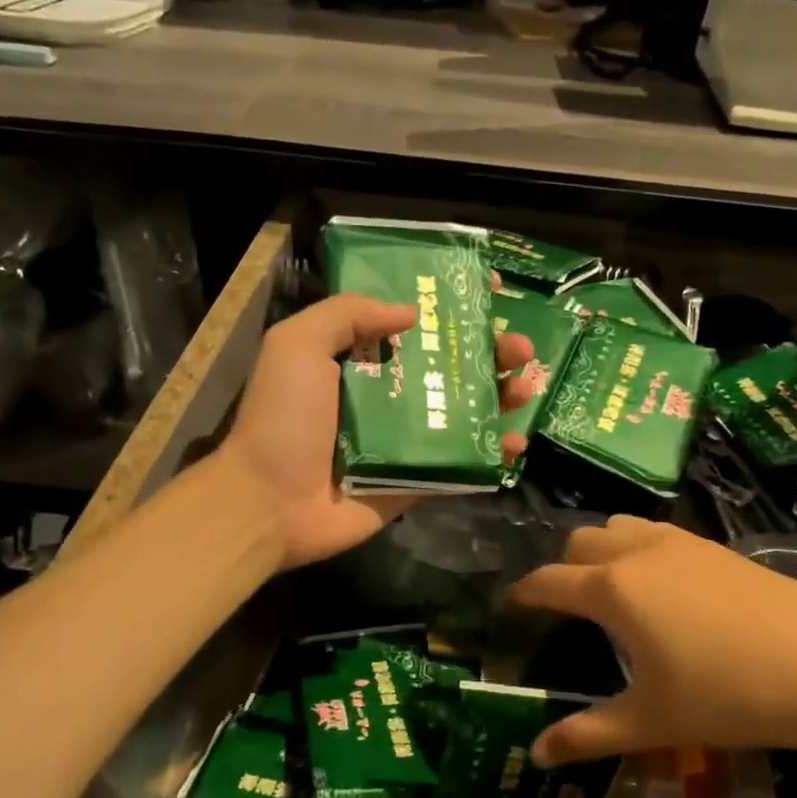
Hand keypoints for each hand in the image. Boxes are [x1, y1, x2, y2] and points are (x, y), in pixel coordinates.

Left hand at [216, 293, 534, 569]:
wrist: (269, 503)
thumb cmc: (283, 419)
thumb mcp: (298, 345)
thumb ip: (347, 314)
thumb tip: (408, 312)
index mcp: (358, 362)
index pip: (413, 328)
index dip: (451, 312)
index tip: (492, 294)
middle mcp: (385, 398)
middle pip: (448, 369)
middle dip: (488, 354)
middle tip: (520, 347)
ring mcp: (404, 443)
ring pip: (463, 414)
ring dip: (499, 398)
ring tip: (527, 385)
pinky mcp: (416, 482)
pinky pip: (461, 464)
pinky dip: (491, 454)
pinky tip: (515, 441)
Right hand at [509, 518, 796, 765]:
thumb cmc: (729, 696)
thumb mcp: (651, 722)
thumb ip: (587, 735)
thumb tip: (536, 755)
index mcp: (612, 590)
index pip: (549, 580)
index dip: (524, 592)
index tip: (512, 603)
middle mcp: (638, 553)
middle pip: (581, 541)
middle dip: (563, 566)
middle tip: (566, 604)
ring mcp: (681, 543)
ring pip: (621, 527)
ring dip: (603, 548)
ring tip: (611, 587)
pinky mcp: (717, 546)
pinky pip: (658, 533)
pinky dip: (641, 547)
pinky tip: (664, 585)